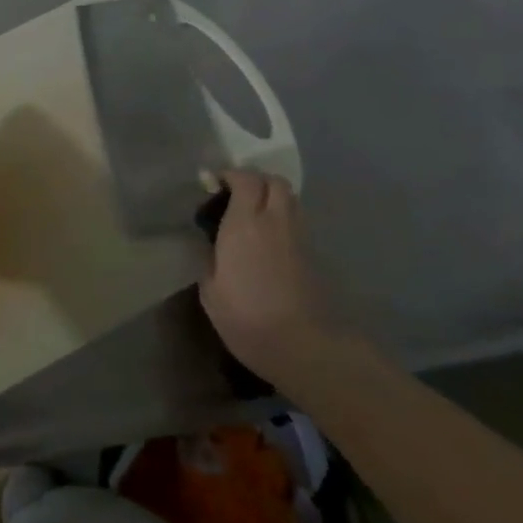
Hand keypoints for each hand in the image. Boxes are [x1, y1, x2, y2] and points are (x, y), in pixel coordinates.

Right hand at [200, 169, 337, 381]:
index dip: (228, 175)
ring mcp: (299, 236)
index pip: (244, 179)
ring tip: (250, 215)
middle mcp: (275, 221)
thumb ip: (209, 257)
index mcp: (244, 223)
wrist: (304, 347)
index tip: (211, 185)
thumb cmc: (246, 317)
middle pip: (274, 181)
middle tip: (233, 195)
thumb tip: (210, 243)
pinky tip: (267, 239)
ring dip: (270, 196)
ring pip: (289, 198)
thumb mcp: (211, 289)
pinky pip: (296, 220)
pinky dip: (281, 217)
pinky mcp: (313, 254)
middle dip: (254, 180)